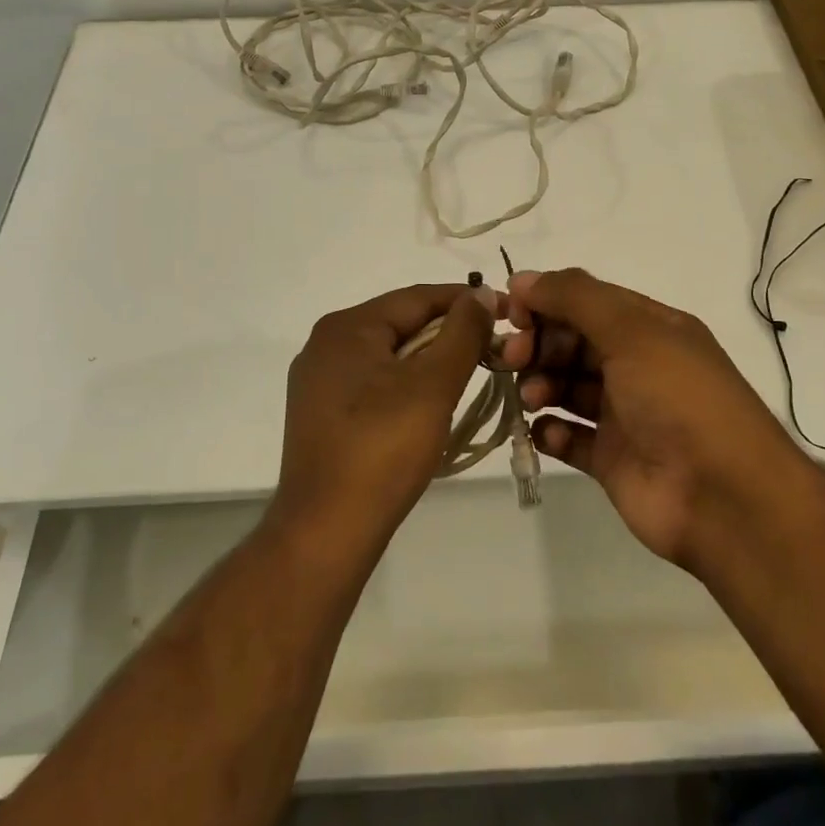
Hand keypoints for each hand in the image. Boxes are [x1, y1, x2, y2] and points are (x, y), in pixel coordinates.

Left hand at [273, 283, 495, 553]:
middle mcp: (326, 345)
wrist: (326, 531)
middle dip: (448, 332)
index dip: (464, 301)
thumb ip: (461, 333)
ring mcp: (319, 382)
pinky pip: (373, 383)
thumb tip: (480, 294)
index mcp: (346, 327)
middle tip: (494, 347)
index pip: (416, 298)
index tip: (506, 312)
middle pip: (400, 324)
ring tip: (471, 373)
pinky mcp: (322, 414)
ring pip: (388, 355)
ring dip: (430, 360)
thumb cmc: (382, 449)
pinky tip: (430, 403)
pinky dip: (406, 385)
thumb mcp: (433, 385)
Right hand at [500, 268, 808, 569]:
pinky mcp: (612, 460)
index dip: (546, 302)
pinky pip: (570, 438)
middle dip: (537, 345)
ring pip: (567, 388)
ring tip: (531, 397)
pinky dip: (551, 432)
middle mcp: (636, 366)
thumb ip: (575, 298)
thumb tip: (521, 279)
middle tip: (510, 358)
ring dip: (540, 385)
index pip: (586, 302)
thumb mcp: (632, 331)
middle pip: (572, 343)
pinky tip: (544, 432)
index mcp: (649, 329)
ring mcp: (624, 415)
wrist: (725, 498)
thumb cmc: (679, 399)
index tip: (510, 313)